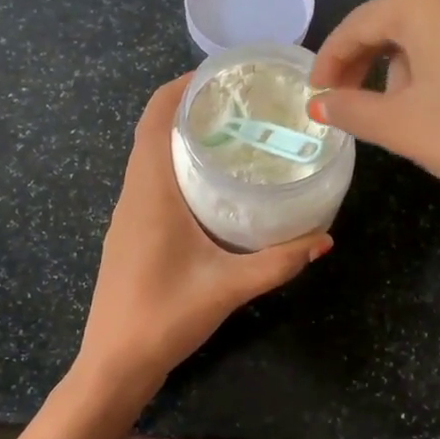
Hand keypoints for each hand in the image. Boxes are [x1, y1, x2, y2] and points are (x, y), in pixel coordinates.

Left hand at [76, 77, 330, 395]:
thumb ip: (279, 262)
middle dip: (189, 108)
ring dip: (180, 137)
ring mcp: (128, 215)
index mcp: (150, 192)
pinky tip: (211, 185)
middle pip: (152, 131)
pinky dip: (175, 166)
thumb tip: (325, 238)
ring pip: (149, 157)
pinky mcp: (130, 234)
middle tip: (239, 103)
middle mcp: (133, 194)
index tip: (218, 74)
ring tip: (230, 133)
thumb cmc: (164, 317)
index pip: (154, 119)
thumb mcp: (228, 287)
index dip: (179, 87)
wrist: (114, 364)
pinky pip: (150, 182)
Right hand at [307, 0, 439, 252]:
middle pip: (395, 23)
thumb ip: (350, 109)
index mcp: (429, 1)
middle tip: (347, 105)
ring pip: (431, 34)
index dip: (330, 61)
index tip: (314, 95)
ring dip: (403, 69)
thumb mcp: (401, 126)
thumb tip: (319, 105)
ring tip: (399, 115)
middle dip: (366, 64)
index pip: (359, 23)